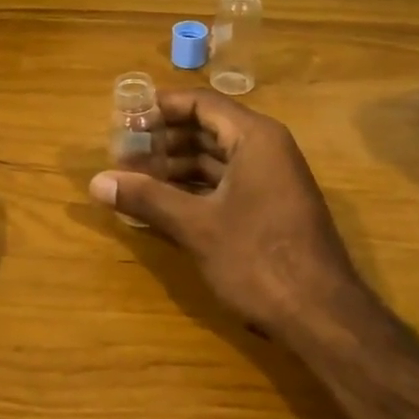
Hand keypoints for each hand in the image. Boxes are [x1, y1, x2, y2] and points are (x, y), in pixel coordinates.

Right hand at [89, 90, 360, 340]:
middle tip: (122, 153)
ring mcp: (271, 179)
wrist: (322, 316)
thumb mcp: (196, 226)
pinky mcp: (269, 208)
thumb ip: (146, 199)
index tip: (124, 119)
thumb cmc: (258, 259)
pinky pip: (224, 183)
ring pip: (215, 158)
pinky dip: (193, 188)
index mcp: (254, 138)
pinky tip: (162, 204)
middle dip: (163, 139)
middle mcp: (266, 149)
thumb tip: (96, 182)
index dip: (160, 107)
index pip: (201, 103)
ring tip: (133, 180)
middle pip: (207, 128)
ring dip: (174, 166)